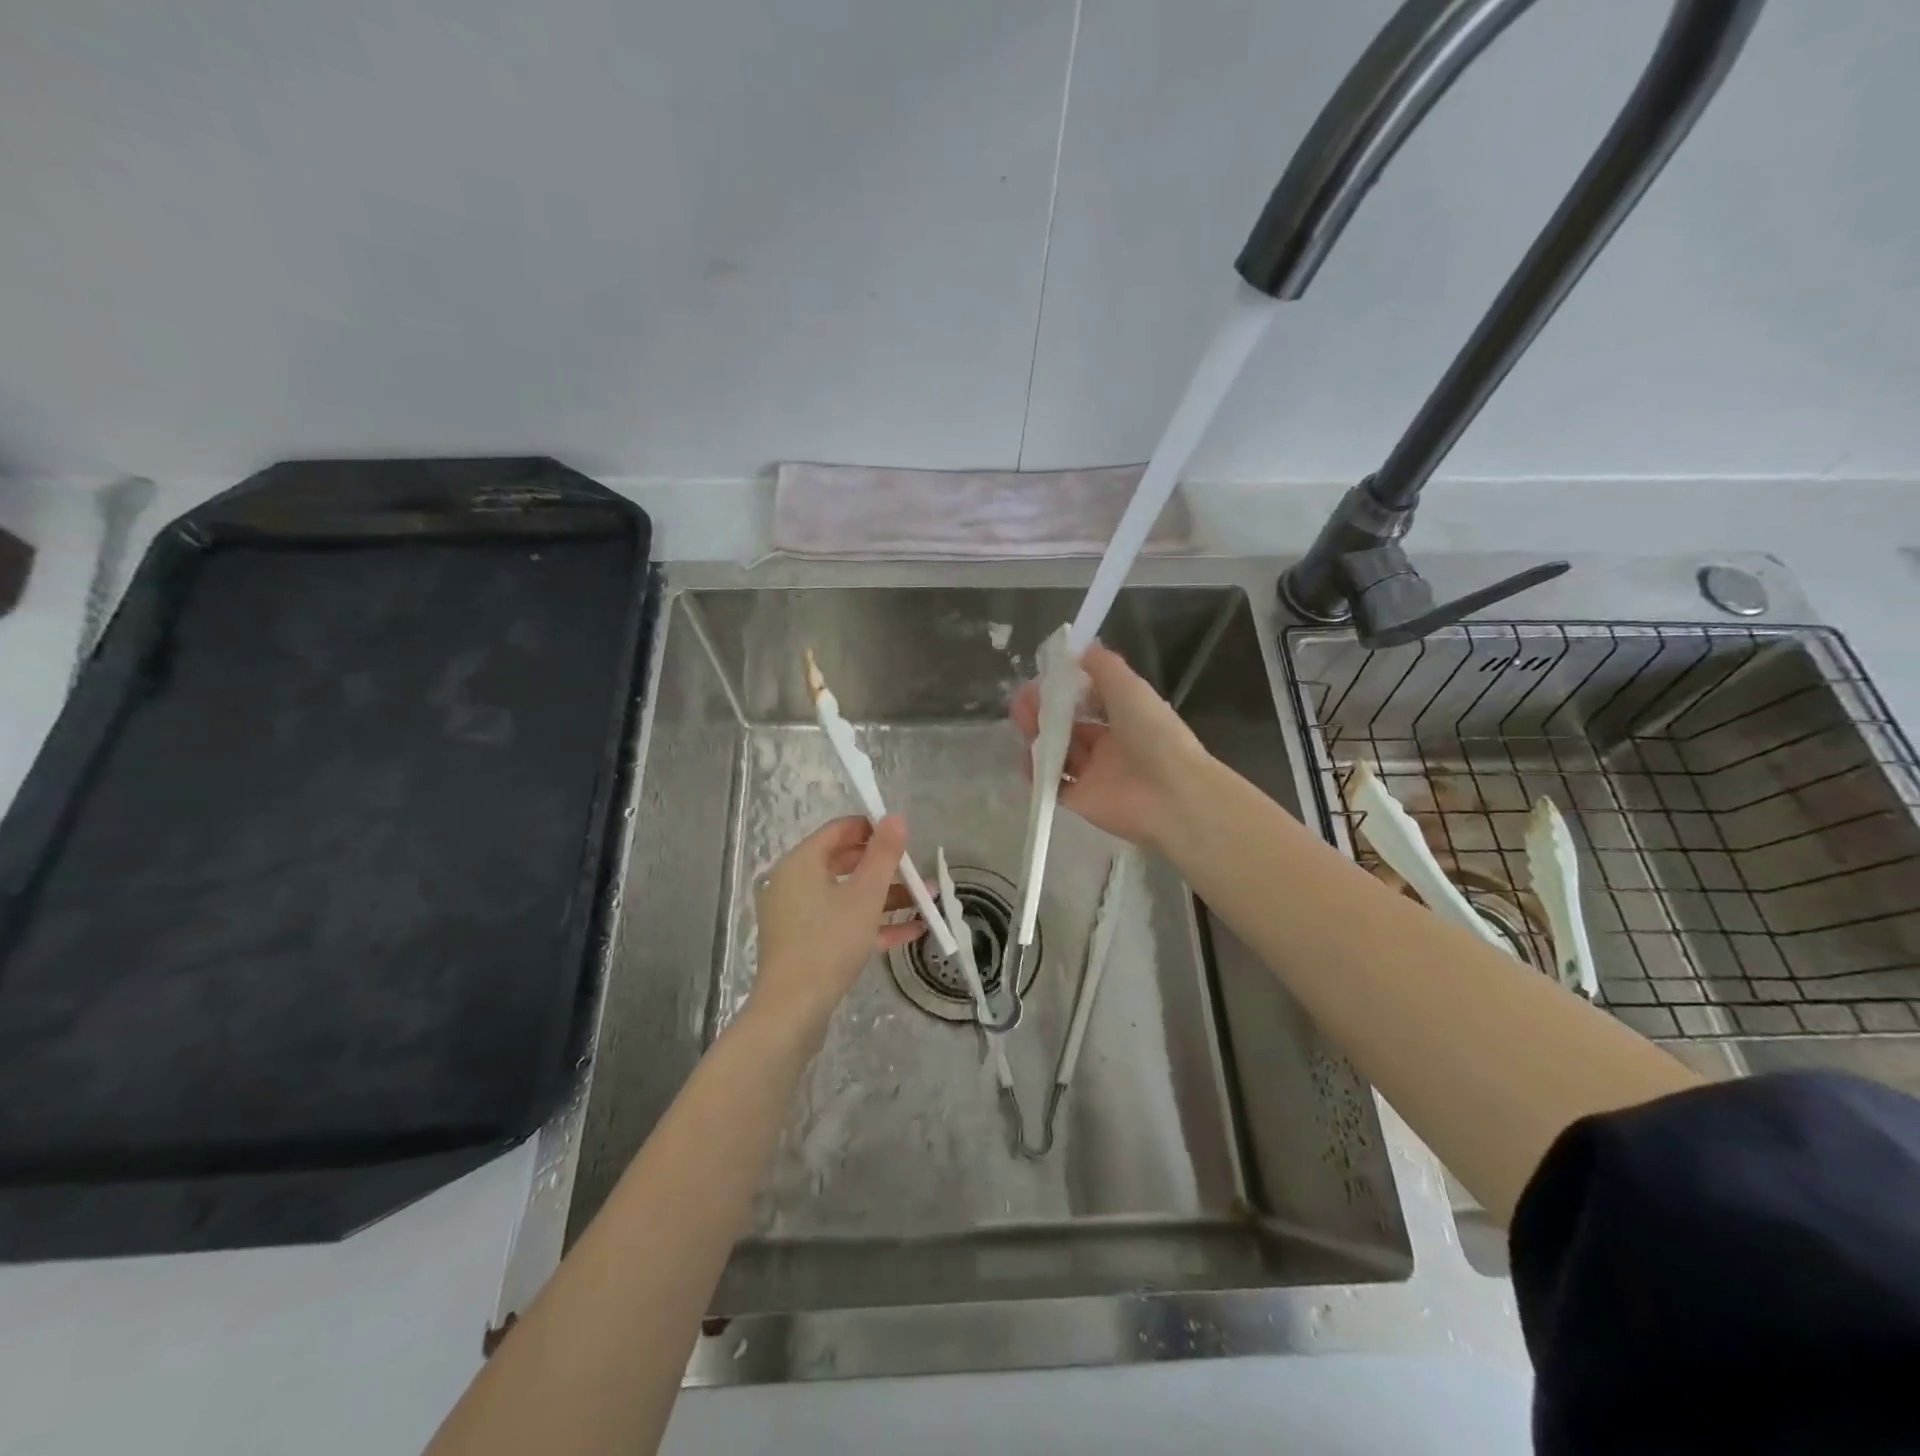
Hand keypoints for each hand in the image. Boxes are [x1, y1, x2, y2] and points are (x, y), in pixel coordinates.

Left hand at [752, 814, 922, 1027]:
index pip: (839, 830)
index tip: (905, 838)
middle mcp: (794, 883)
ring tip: (927, 902)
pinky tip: (911, 931)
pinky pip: (842, 922)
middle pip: (845, 862)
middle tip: (918, 872)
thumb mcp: (865, 895)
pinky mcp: (805, 943)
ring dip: (886, 897)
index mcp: (801, 863)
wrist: (792, 1011)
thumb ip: (883, 854)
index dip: (873, 829)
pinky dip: (872, 922)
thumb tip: (896, 818)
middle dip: (886, 868)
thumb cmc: (829, 942)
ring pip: (847, 895)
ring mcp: (798, 915)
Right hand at [1010, 643, 1211, 850]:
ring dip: (1038, 737)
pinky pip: (1052, 784)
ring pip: (1057, 753)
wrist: (1171, 793)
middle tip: (1021, 700)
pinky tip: (1026, 756)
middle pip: (1068, 726)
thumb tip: (1078, 647)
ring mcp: (1094, 774)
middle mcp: (1108, 745)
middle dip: (1044, 711)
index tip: (1041, 677)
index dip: (1065, 689)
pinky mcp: (1081, 800)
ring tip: (1021, 722)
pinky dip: (1037, 772)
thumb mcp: (1129, 688)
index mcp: (1125, 718)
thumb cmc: (1153, 734)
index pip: (1088, 701)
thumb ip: (1103, 666)